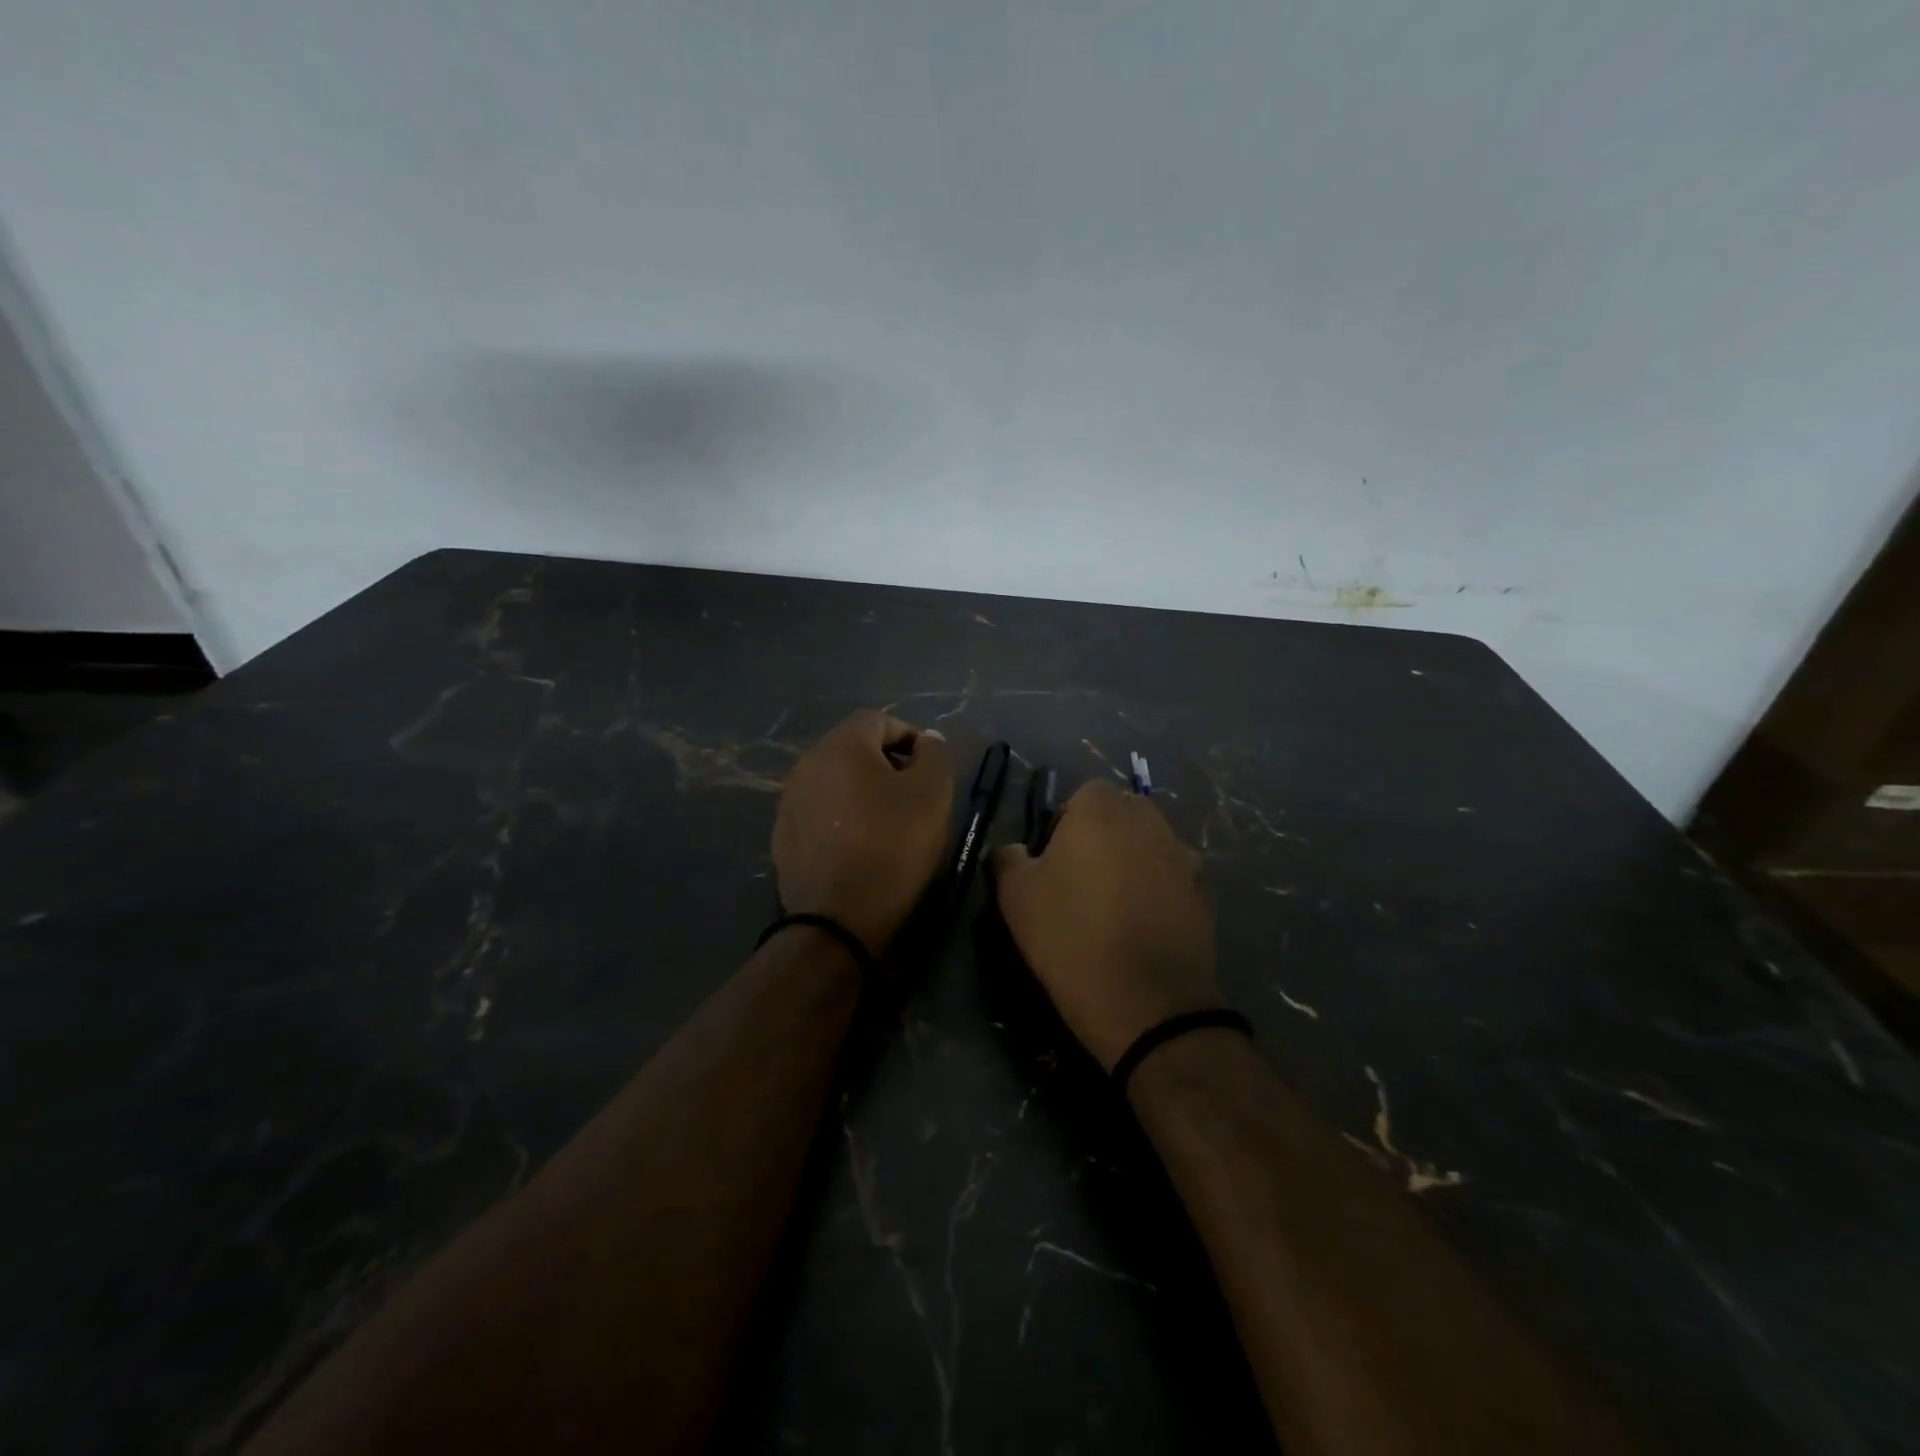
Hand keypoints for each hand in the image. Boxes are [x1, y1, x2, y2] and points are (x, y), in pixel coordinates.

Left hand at [773, 710, 953, 955]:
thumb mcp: (932, 794)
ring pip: (834, 780)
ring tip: (886, 820)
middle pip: (852, 747)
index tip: (928, 767)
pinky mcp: (783, 834)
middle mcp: (807, 763)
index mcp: (841, 745)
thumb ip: (933, 755)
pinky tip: (858, 844)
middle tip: (912, 793)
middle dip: (884, 762)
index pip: (878, 719)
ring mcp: (789, 800)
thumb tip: (926, 740)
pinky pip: (819, 810)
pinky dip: (841, 816)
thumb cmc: (893, 846)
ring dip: (861, 789)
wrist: (837, 918)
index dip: (908, 736)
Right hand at [992, 780, 1220, 1070]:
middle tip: (1079, 883)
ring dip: (1132, 862)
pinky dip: (1157, 891)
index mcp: (1101, 809)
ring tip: (1113, 908)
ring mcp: (1183, 854)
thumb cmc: (1071, 936)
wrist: (1146, 1002)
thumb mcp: (1016, 897)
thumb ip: (1008, 858)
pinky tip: (1141, 928)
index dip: (1064, 825)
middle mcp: (1148, 819)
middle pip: (1119, 816)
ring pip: (1148, 845)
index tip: (1052, 863)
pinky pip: (1171, 878)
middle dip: (1101, 839)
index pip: (1082, 796)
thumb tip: (1011, 849)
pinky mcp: (1204, 891)